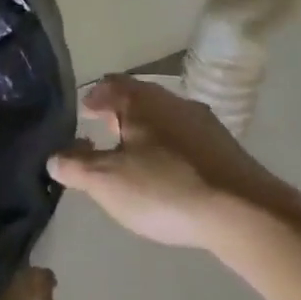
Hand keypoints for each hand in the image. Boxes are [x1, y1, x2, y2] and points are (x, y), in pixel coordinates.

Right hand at [47, 74, 291, 251]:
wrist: (246, 214)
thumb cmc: (165, 188)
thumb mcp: (107, 182)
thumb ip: (75, 167)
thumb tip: (54, 157)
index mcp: (140, 100)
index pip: (110, 84)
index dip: (94, 98)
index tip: (85, 114)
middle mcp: (172, 101)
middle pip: (139, 99)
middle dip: (121, 115)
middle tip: (106, 136)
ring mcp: (205, 123)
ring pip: (166, 119)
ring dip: (149, 134)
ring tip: (138, 159)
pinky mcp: (228, 149)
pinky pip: (189, 140)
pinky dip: (174, 151)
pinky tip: (173, 177)